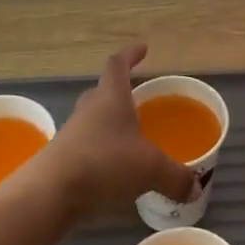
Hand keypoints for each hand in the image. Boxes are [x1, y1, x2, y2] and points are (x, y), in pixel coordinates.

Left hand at [31, 44, 196, 220]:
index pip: (118, 65)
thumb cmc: (103, 164)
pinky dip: (100, 154)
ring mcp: (72, 135)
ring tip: (130, 141)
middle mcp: (89, 110)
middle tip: (138, 100)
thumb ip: (176, 177)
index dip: (130, 55)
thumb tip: (195, 188)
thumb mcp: (150, 169)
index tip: (142, 49)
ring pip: (93, 122)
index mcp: (111, 97)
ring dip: (110, 126)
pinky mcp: (61, 161)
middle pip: (103, 92)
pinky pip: (86, 148)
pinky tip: (113, 173)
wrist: (48, 195)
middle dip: (120, 94)